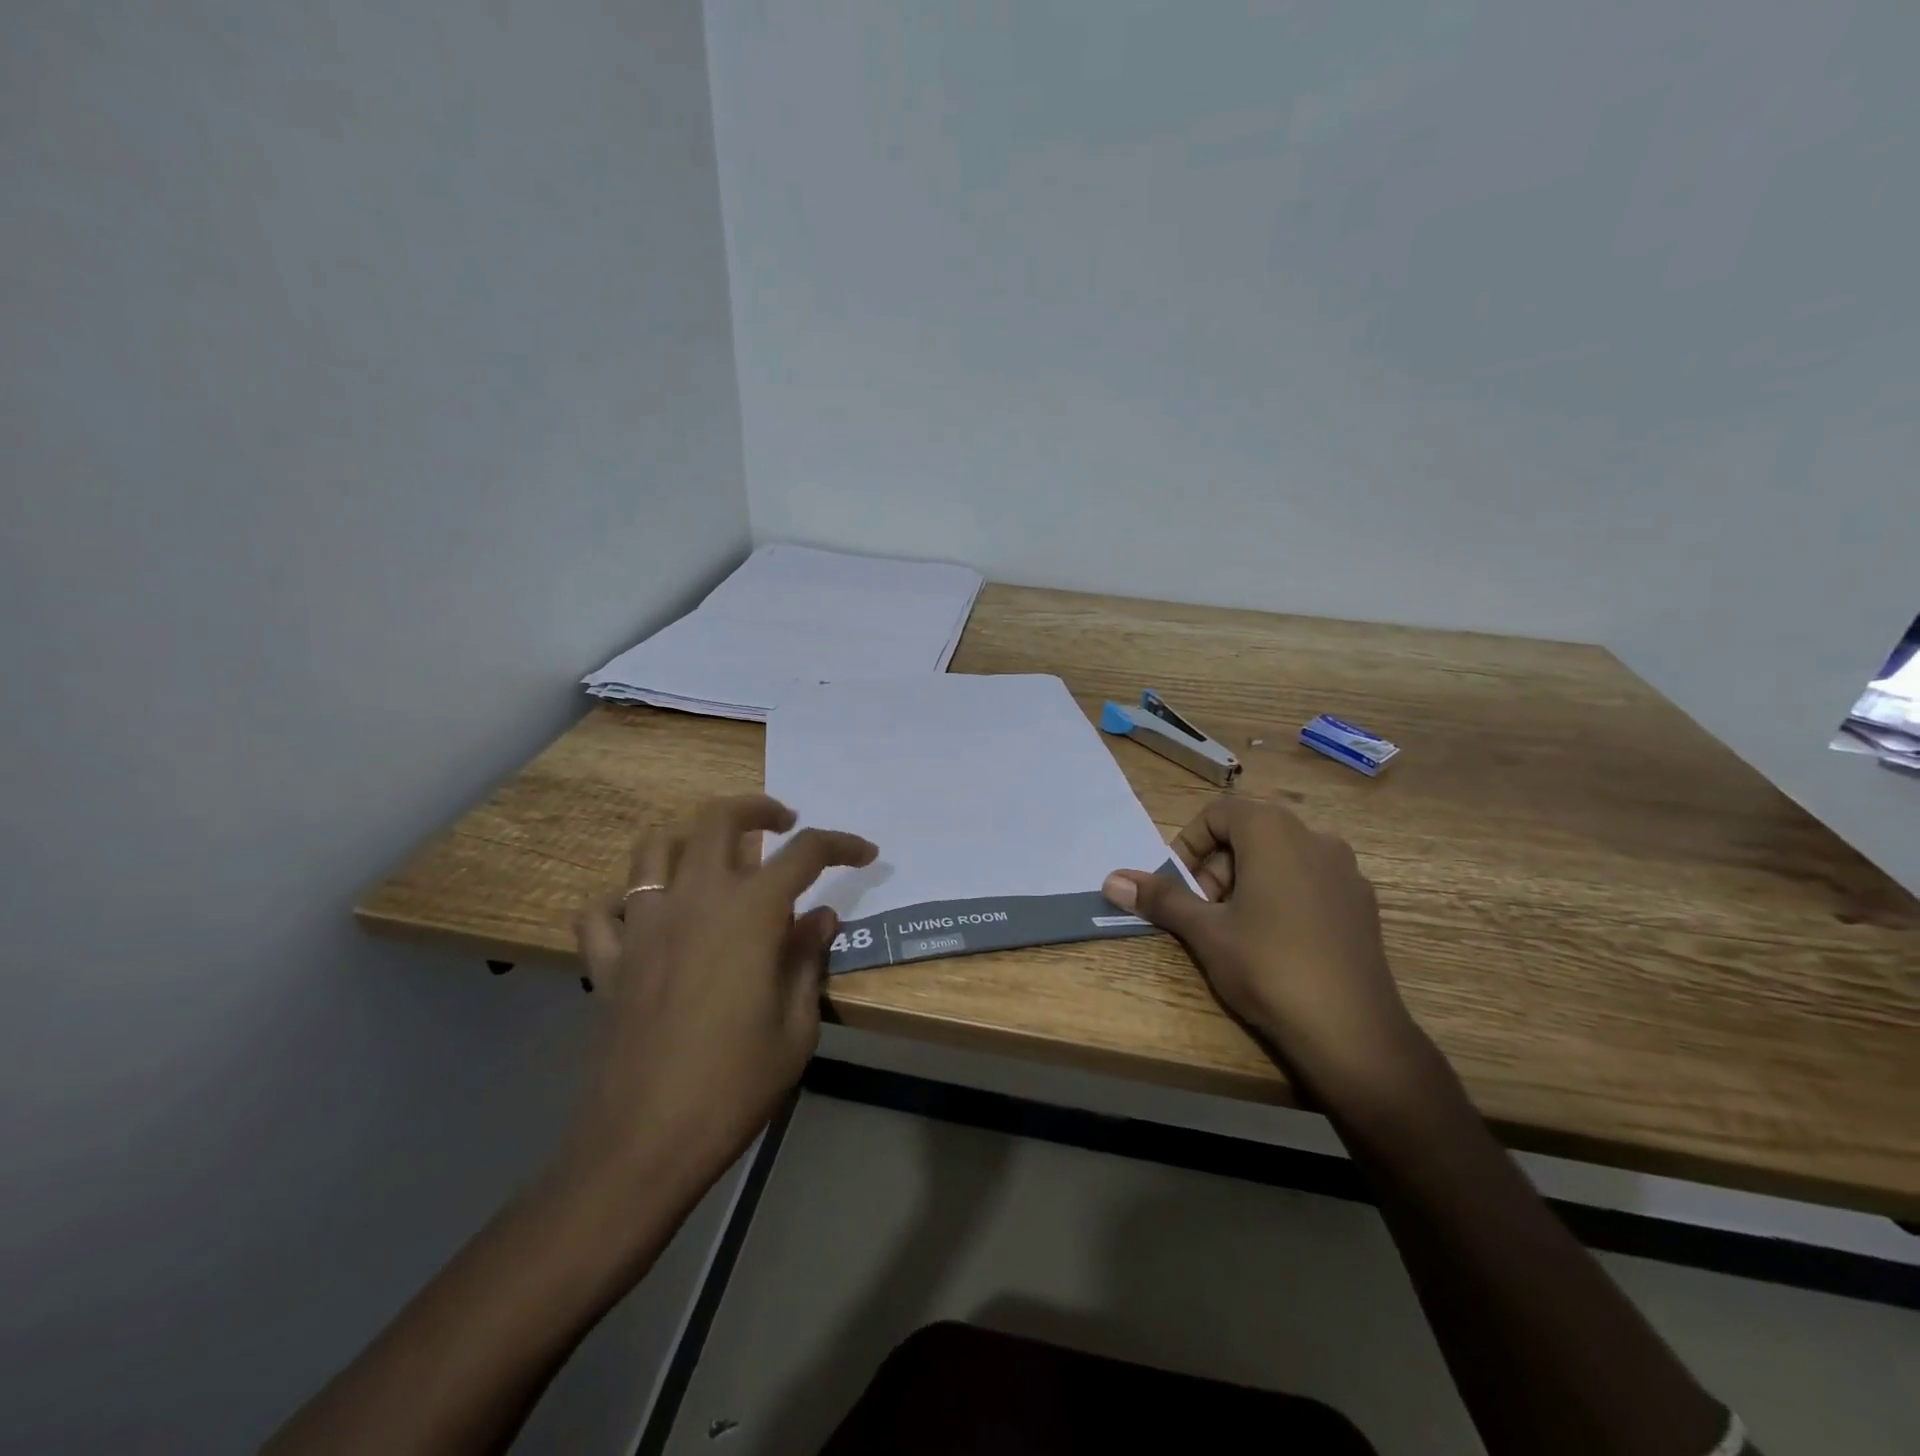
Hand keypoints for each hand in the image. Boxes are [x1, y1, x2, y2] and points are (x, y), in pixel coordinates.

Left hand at [567, 795, 875, 1193]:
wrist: (643, 1144)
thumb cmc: (734, 1086)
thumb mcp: (795, 1027)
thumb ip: (808, 959)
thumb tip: (820, 917)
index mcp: (749, 913)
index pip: (805, 853)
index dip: (841, 844)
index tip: (864, 853)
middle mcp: (694, 900)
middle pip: (719, 819)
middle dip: (758, 808)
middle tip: (783, 824)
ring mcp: (643, 925)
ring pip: (655, 846)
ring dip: (689, 839)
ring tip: (715, 860)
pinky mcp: (609, 960)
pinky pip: (602, 910)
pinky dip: (623, 901)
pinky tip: (646, 918)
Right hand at [1102, 797, 1423, 1098]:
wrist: (1353, 1034)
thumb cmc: (1268, 967)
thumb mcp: (1205, 931)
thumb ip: (1160, 898)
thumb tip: (1111, 879)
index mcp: (1275, 831)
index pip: (1219, 812)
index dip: (1189, 844)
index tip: (1180, 887)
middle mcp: (1315, 838)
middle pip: (1250, 833)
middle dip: (1217, 867)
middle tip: (1204, 914)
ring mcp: (1346, 872)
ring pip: (1280, 858)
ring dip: (1247, 882)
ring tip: (1236, 931)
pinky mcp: (1362, 904)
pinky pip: (1309, 882)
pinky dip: (1281, 897)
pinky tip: (1276, 944)